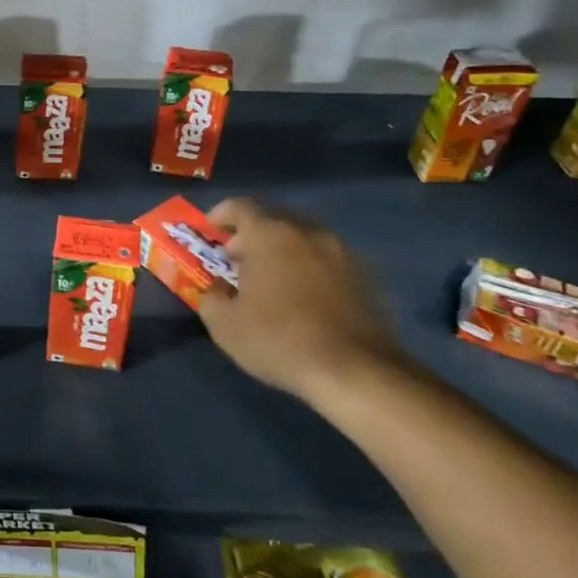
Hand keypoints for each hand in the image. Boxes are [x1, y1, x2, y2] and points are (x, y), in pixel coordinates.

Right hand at [195, 199, 408, 399]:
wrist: (356, 371)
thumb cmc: (279, 339)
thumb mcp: (224, 325)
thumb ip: (211, 296)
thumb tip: (218, 288)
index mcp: (270, 234)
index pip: (240, 206)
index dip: (220, 214)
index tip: (210, 230)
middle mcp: (308, 232)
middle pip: (274, 218)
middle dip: (251, 234)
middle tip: (236, 258)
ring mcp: (342, 253)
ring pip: (303, 239)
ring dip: (282, 251)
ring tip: (270, 280)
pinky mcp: (367, 277)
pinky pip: (327, 261)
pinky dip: (309, 269)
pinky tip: (303, 298)